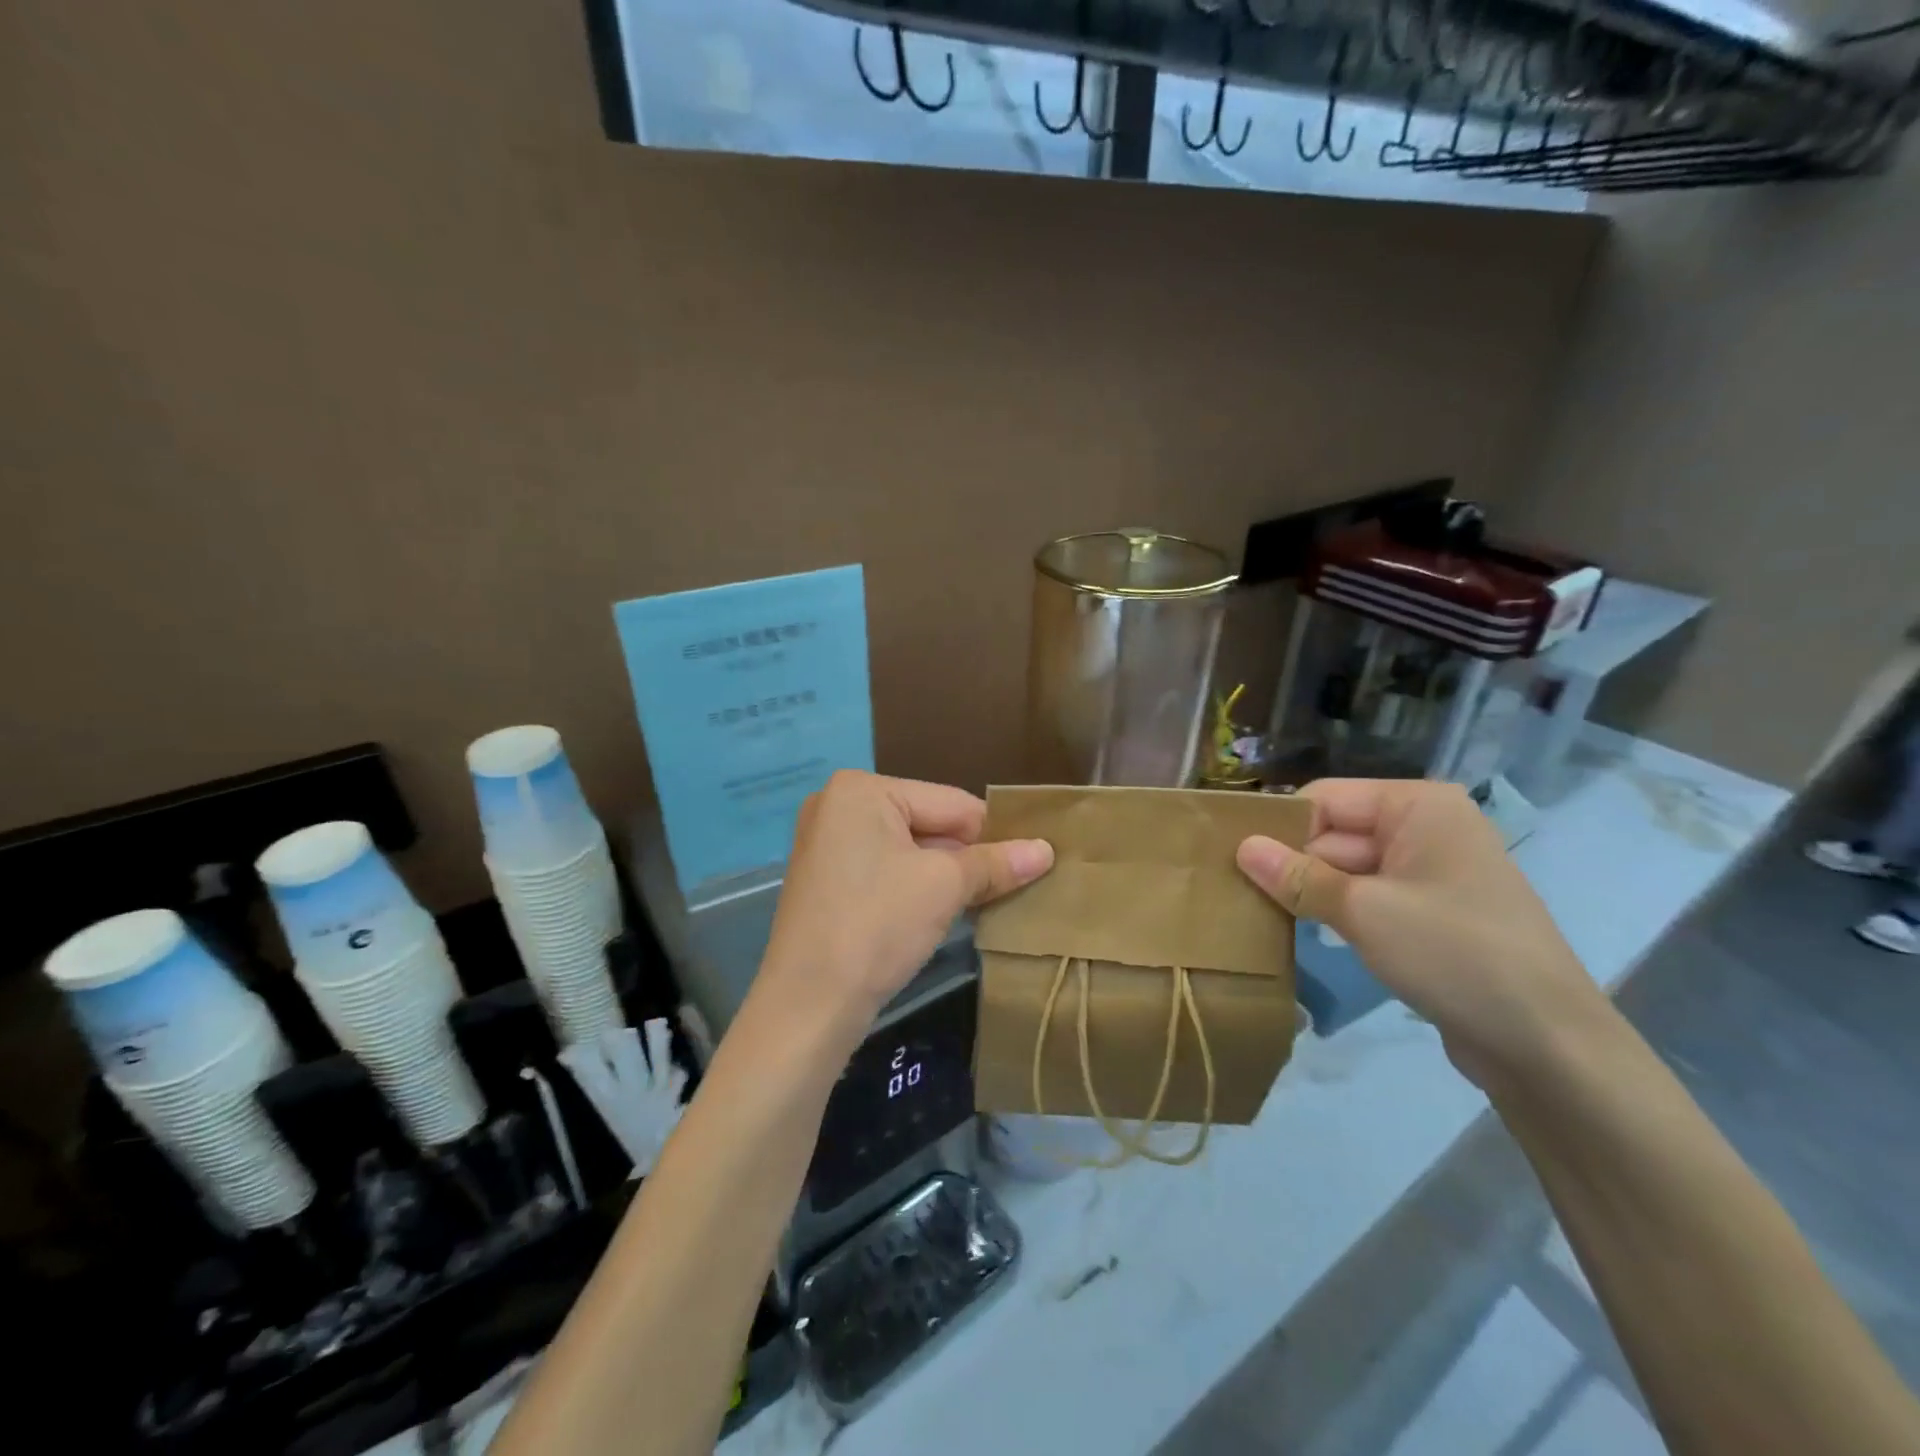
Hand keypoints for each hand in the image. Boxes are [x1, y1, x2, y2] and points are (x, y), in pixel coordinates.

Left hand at [761, 771, 1053, 1026]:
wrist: (807, 1006)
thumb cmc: (877, 926)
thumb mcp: (944, 887)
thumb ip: (996, 863)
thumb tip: (1047, 850)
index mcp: (861, 789)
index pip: (950, 802)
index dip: (994, 833)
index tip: (1034, 860)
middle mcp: (838, 805)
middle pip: (928, 823)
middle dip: (968, 856)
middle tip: (1015, 884)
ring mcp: (827, 843)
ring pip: (909, 850)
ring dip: (946, 875)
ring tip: (989, 900)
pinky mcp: (827, 879)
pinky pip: (886, 869)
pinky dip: (916, 886)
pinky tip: (945, 911)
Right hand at [1236, 779, 1615, 1093]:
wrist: (1547, 1045)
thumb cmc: (1454, 954)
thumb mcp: (1363, 911)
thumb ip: (1297, 876)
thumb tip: (1241, 847)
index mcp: (1418, 806)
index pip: (1325, 799)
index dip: (1279, 826)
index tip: (1229, 856)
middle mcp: (1426, 828)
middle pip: (1335, 833)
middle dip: (1290, 862)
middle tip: (1232, 889)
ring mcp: (1432, 873)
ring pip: (1348, 869)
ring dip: (1309, 891)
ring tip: (1256, 910)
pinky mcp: (1432, 914)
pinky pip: (1369, 898)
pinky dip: (1336, 912)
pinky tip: (1302, 932)